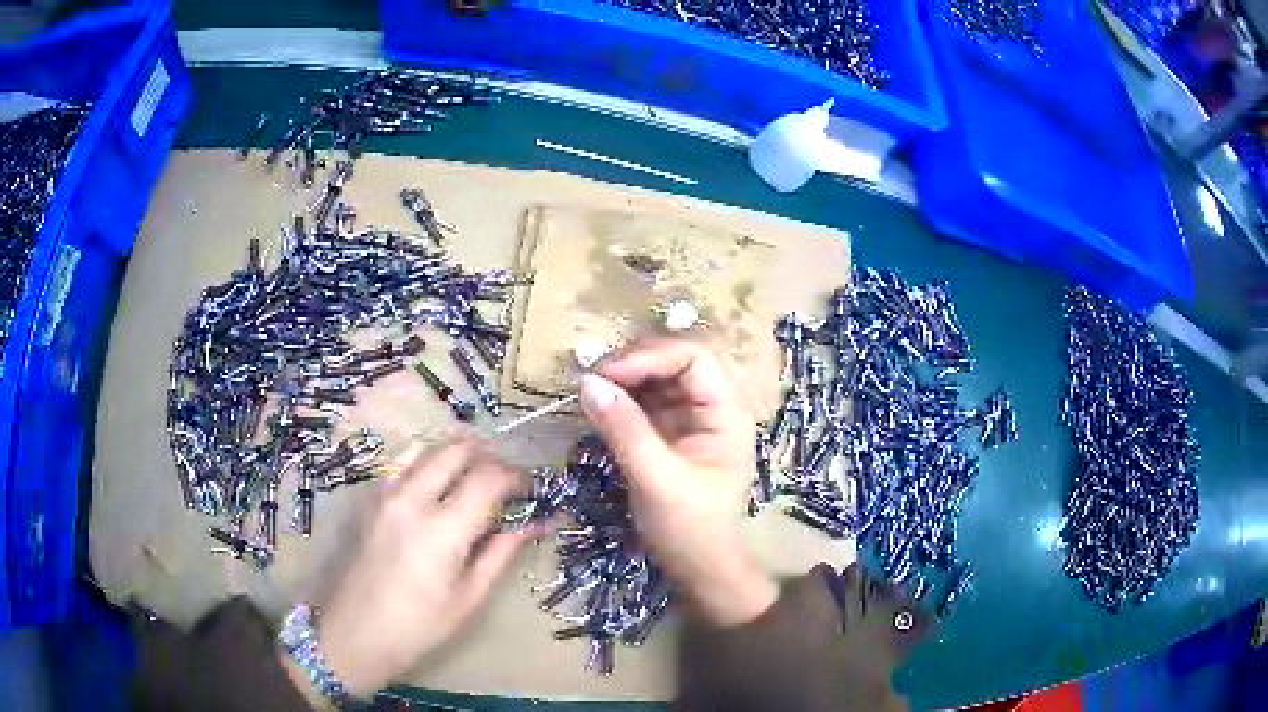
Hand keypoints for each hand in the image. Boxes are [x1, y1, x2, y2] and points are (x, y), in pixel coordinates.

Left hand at [293, 437, 530, 699]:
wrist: (356, 633)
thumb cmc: (420, 626)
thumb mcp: (470, 597)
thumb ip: (502, 552)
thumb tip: (538, 523)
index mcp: (443, 529)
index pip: (489, 478)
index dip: (517, 477)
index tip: (531, 489)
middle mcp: (412, 498)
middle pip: (457, 449)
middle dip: (488, 458)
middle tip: (503, 483)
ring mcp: (386, 494)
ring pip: (428, 449)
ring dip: (456, 457)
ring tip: (473, 482)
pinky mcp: (371, 499)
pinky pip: (404, 464)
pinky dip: (428, 464)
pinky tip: (436, 491)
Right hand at [579, 337, 776, 627]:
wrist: (700, 571)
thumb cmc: (691, 530)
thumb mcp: (657, 481)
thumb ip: (625, 430)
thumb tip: (588, 382)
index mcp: (726, 413)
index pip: (692, 358)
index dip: (649, 357)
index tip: (605, 373)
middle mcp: (711, 408)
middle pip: (673, 362)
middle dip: (632, 364)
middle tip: (591, 378)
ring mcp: (690, 420)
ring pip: (656, 380)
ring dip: (622, 379)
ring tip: (587, 388)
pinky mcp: (669, 435)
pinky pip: (644, 403)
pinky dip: (619, 400)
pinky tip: (597, 406)